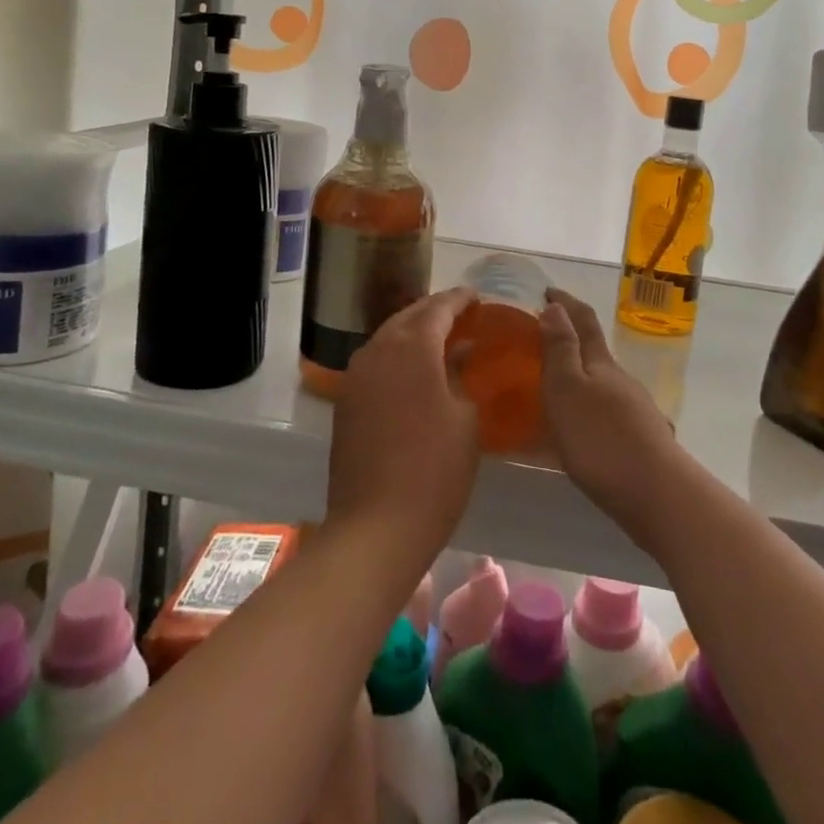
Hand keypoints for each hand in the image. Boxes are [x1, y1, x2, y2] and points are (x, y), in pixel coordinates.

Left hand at [327, 287, 480, 564]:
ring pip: (389, 337)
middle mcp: (379, 350)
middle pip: (409, 316)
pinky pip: (376, 361)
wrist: (376, 527)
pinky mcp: (346, 401)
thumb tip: (459, 353)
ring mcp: (356, 376)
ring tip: (441, 338)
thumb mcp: (465, 418)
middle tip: (462, 313)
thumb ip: (461, 375)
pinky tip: (415, 370)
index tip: (477, 295)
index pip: (438, 308)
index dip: (460, 299)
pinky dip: (397, 355)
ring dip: (414, 332)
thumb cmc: (435, 470)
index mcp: (412, 347)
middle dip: (435, 311)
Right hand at [540, 289, 682, 536]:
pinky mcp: (640, 437)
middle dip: (572, 336)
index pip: (583, 320)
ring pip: (603, 381)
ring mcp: (634, 408)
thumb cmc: (602, 439)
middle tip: (543, 337)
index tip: (548, 290)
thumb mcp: (568, 390)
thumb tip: (555, 306)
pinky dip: (590, 405)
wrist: (658, 494)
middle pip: (595, 348)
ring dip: (581, 374)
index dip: (565, 302)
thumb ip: (561, 349)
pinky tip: (582, 426)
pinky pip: (608, 409)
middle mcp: (620, 379)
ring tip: (556, 385)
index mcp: (601, 363)